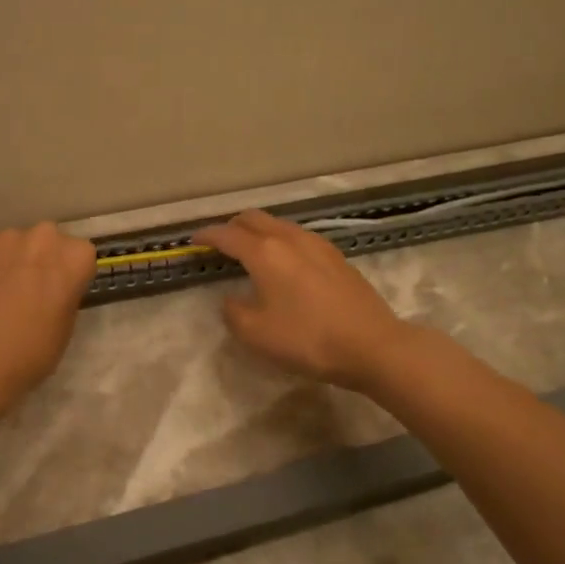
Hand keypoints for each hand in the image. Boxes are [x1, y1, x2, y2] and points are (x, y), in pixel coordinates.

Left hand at [0, 223, 97, 400]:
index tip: (60, 293)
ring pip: (15, 244)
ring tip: (0, 293)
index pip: (81, 256)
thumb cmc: (31, 350)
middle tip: (31, 289)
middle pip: (48, 242)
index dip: (70, 275)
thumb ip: (65, 296)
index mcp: (75, 257)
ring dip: (12, 261)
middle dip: (42, 259)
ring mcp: (5, 238)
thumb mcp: (66, 327)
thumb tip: (52, 291)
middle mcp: (44, 237)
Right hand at [193, 211, 413, 391]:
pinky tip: (285, 263)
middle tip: (220, 243)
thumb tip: (231, 299)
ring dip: (259, 231)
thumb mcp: (256, 333)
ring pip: (279, 224)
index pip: (227, 234)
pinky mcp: (337, 256)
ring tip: (251, 251)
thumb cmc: (307, 339)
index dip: (206, 236)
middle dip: (232, 226)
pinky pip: (298, 237)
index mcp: (265, 252)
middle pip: (253, 218)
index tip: (192, 242)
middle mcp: (289, 238)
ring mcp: (317, 244)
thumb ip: (233, 312)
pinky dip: (281, 241)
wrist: (372, 345)